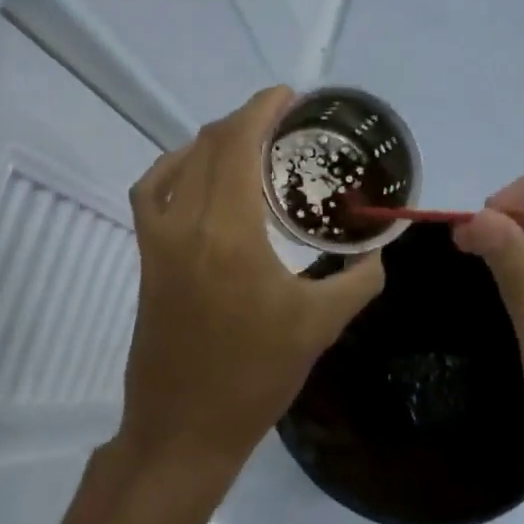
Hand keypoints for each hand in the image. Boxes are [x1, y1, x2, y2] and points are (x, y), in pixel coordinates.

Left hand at [119, 87, 384, 474]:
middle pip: (209, 145)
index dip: (262, 109)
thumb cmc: (255, 378)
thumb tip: (377, 251)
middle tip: (283, 121)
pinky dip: (175, 169)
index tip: (290, 95)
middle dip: (245, 120)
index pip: (238, 145)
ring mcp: (158, 241)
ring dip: (212, 141)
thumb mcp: (320, 326)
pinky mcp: (147, 259)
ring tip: (248, 143)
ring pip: (178, 164)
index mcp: (230, 234)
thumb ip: (358, 280)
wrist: (185, 427)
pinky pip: (152, 193)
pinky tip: (199, 177)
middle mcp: (186, 225)